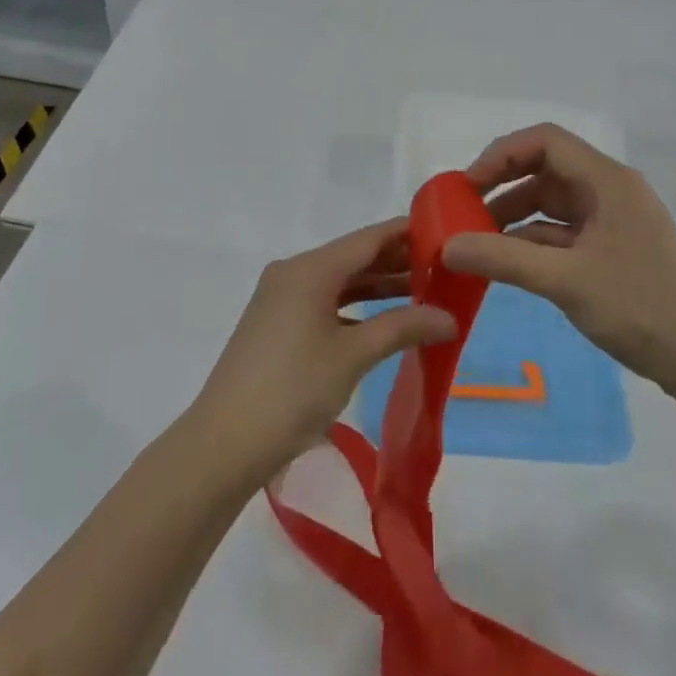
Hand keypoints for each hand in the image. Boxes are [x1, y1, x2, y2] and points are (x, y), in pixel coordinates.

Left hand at [185, 221, 456, 487]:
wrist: (225, 443)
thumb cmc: (293, 390)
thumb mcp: (353, 355)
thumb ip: (402, 328)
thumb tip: (450, 318)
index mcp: (309, 269)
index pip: (367, 238)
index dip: (406, 233)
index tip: (445, 233)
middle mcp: (293, 273)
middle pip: (353, 258)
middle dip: (396, 262)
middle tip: (443, 268)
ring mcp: (281, 299)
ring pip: (339, 282)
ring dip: (378, 287)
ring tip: (423, 292)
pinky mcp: (277, 324)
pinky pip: (324, 302)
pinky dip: (355, 308)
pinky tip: (383, 322)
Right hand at [442, 124, 675, 406]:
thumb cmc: (642, 308)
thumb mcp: (566, 281)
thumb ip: (503, 259)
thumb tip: (445, 246)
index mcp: (607, 181)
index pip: (546, 141)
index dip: (502, 154)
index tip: (468, 186)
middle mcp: (610, 191)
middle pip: (546, 169)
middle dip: (503, 185)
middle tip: (465, 212)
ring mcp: (613, 221)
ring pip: (552, 203)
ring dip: (515, 216)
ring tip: (478, 241)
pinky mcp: (613, 250)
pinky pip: (563, 232)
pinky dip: (533, 241)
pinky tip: (508, 262)